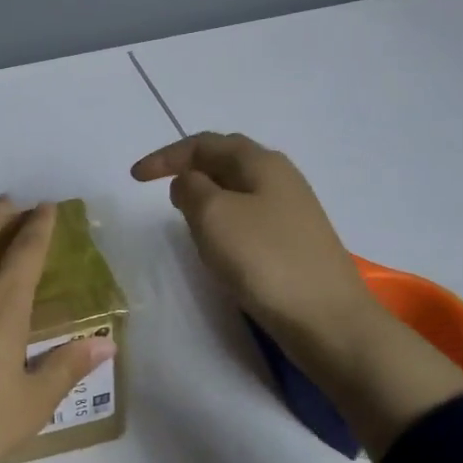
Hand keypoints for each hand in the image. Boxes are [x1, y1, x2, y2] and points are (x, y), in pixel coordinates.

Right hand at [132, 132, 462, 459]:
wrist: (327, 319)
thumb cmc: (264, 260)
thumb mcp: (214, 215)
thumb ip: (191, 188)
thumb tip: (189, 182)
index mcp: (261, 163)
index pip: (205, 143)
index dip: (166, 156)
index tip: (135, 178)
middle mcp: (280, 178)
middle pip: (226, 160)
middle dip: (189, 168)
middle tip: (159, 188)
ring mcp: (292, 211)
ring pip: (238, 189)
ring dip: (206, 194)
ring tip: (183, 214)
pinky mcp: (294, 242)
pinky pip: (249, 216)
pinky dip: (224, 219)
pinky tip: (218, 242)